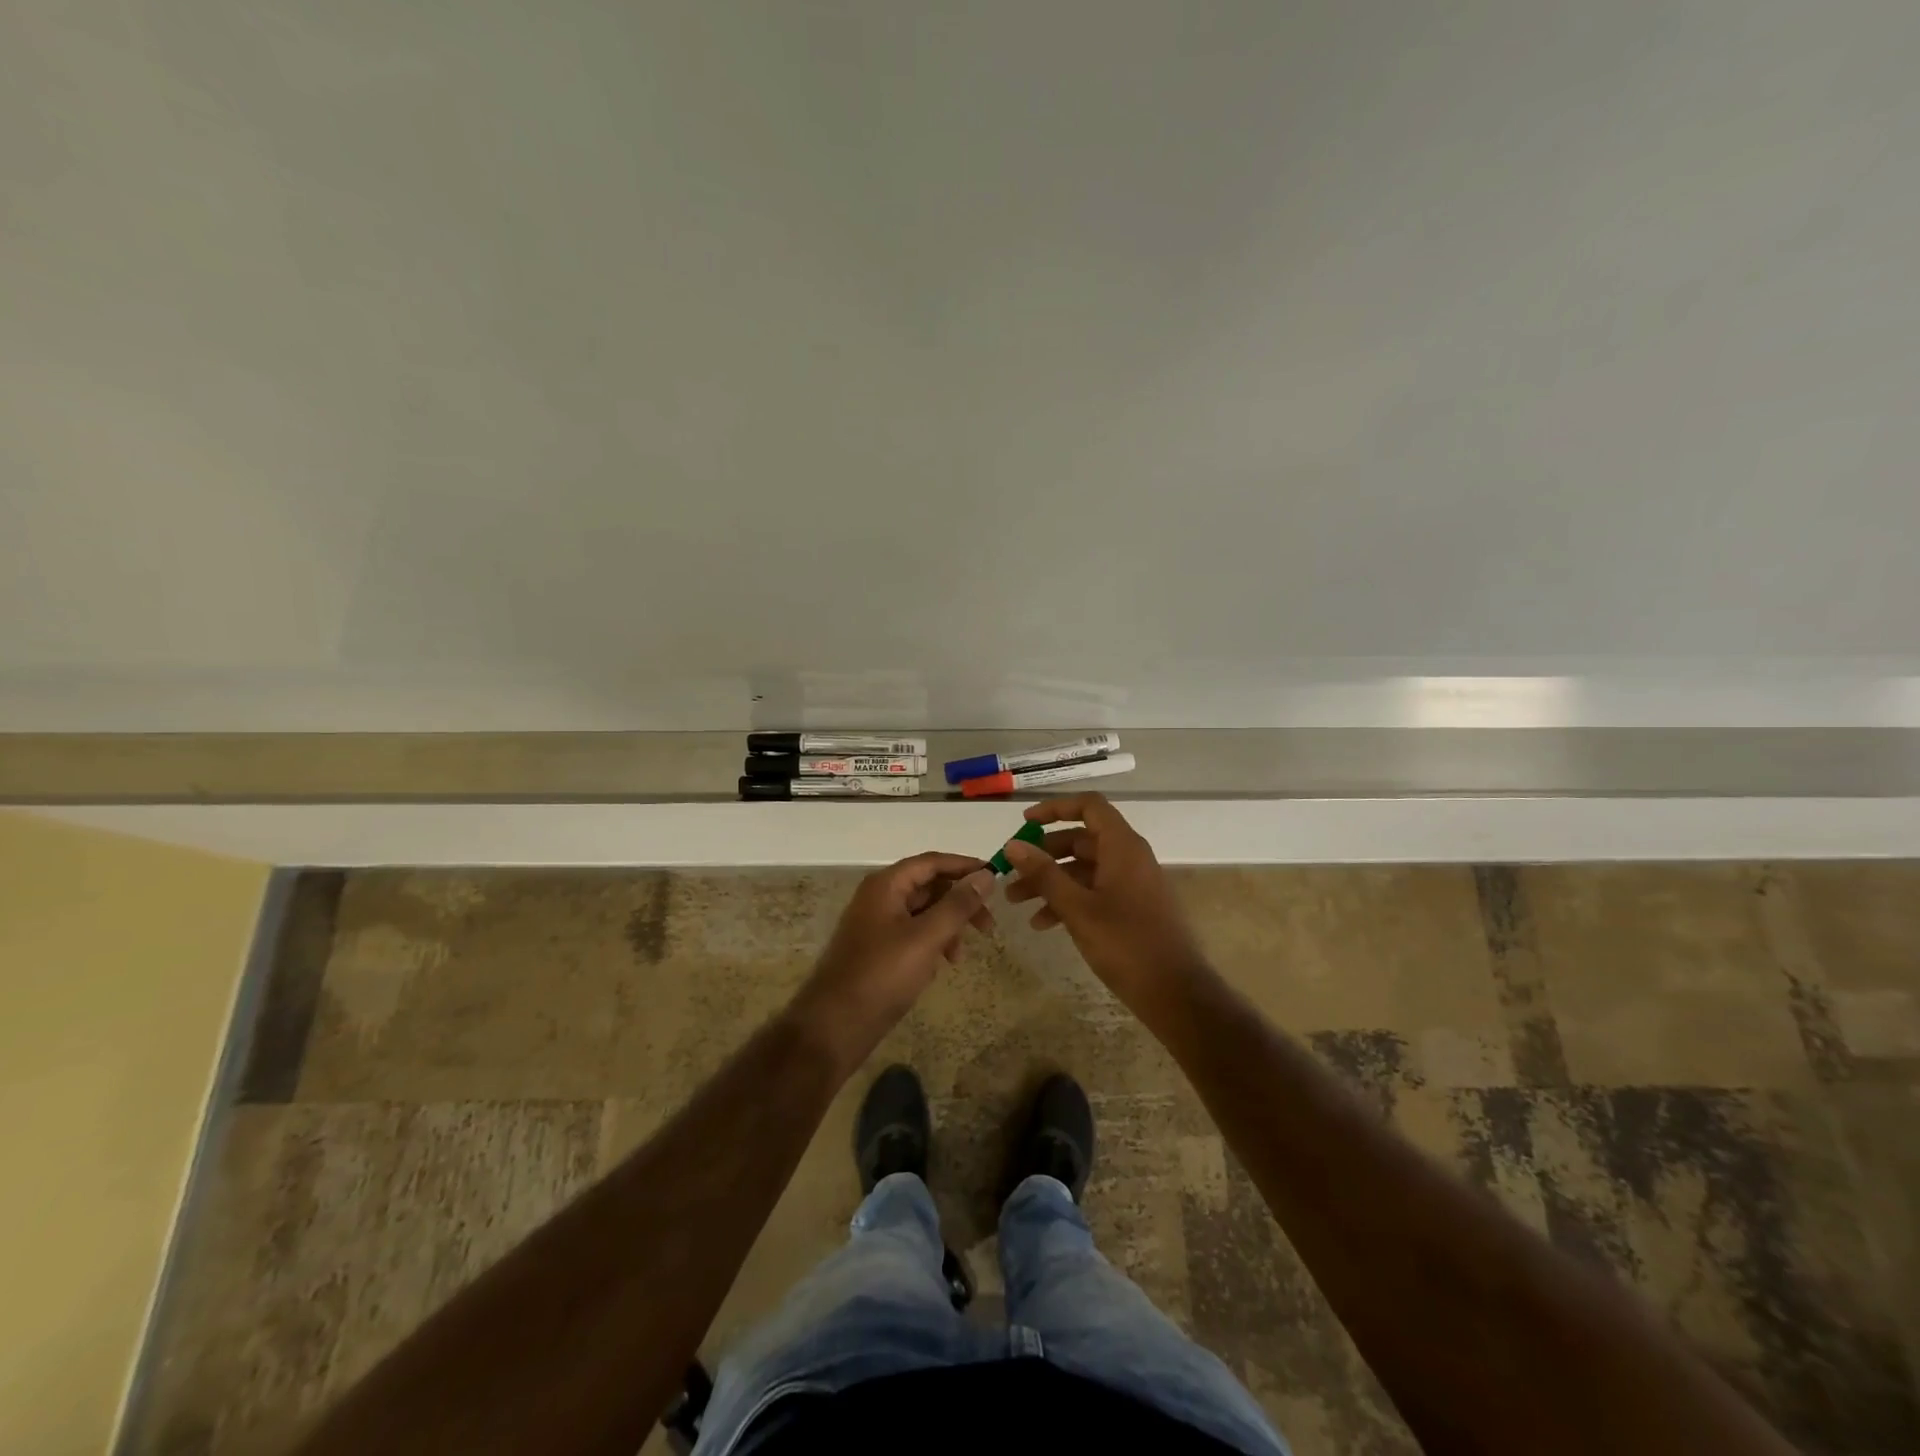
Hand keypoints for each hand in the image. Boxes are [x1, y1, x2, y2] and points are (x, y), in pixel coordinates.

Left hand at [788, 853, 996, 1075]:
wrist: (835, 1025)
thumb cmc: (882, 974)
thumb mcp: (926, 937)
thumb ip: (958, 905)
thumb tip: (986, 876)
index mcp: (886, 885)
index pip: (932, 862)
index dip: (964, 866)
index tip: (996, 878)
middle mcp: (879, 897)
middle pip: (928, 886)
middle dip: (960, 901)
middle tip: (988, 925)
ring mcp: (876, 924)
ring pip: (923, 912)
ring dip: (948, 926)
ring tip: (960, 956)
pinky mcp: (878, 950)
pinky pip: (913, 934)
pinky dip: (932, 943)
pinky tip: (940, 966)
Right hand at [1001, 794, 1208, 1011]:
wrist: (1176, 993)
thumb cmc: (1126, 944)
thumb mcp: (1077, 908)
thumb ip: (1044, 874)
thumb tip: (1013, 845)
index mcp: (1122, 847)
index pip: (1089, 806)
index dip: (1055, 809)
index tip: (1025, 824)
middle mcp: (1130, 857)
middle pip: (1081, 840)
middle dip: (1043, 855)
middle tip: (1011, 874)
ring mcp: (1133, 883)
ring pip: (1084, 869)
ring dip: (1051, 881)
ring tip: (1017, 903)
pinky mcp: (1133, 908)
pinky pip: (1095, 891)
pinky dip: (1069, 900)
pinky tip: (1043, 924)